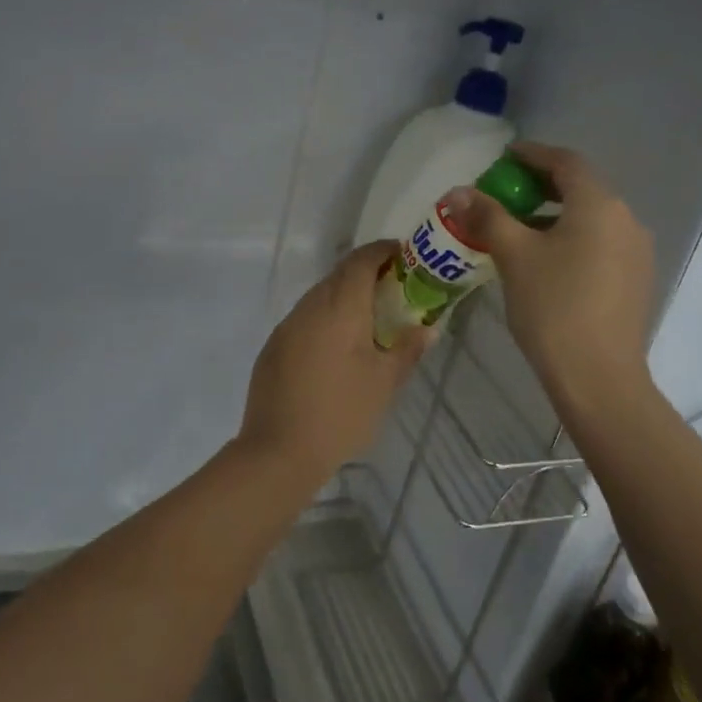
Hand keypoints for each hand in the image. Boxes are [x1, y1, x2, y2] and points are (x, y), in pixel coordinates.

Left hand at [236, 242, 432, 484]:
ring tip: (368, 321)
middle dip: (366, 274)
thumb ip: (407, 350)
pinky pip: (304, 320)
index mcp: (340, 308)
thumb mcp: (385, 383)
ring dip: (344, 298)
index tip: (403, 255)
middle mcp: (309, 307)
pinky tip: (336, 349)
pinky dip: (325, 320)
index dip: (382, 251)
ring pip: (319, 297)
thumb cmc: (341, 413)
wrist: (279, 451)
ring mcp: (286, 327)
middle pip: (338, 275)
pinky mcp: (273, 348)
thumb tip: (428, 329)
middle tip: (393, 290)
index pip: (361, 261)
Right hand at [452, 142, 654, 396]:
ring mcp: (637, 252)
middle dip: (543, 186)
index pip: (566, 162)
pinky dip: (573, 239)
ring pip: (592, 219)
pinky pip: (601, 244)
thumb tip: (458, 192)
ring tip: (521, 229)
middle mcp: (626, 219)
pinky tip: (548, 262)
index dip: (533, 154)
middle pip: (582, 188)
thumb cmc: (553, 307)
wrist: (598, 376)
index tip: (506, 157)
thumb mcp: (514, 256)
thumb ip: (487, 216)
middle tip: (507, 193)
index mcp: (599, 204)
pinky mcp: (636, 280)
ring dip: (557, 215)